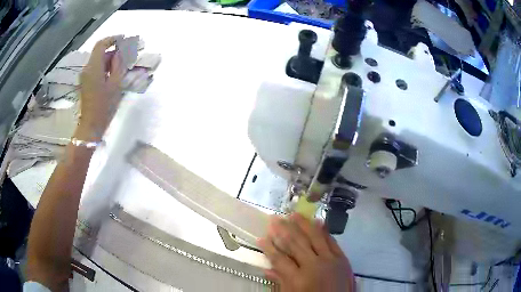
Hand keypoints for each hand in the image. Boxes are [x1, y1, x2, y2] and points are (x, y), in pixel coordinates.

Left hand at [77, 36, 124, 140]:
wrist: (91, 126)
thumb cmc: (104, 106)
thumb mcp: (115, 84)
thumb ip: (118, 65)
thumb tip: (121, 52)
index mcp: (93, 67)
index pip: (101, 44)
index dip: (112, 39)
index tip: (124, 39)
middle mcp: (87, 69)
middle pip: (100, 53)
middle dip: (114, 51)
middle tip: (128, 54)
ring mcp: (85, 76)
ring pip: (99, 61)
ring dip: (110, 60)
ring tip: (123, 65)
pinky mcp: (86, 83)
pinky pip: (96, 69)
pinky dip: (106, 68)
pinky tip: (114, 74)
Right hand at [258, 213, 354, 291]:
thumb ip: (280, 282)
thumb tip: (266, 269)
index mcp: (298, 279)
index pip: (279, 259)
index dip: (269, 248)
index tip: (260, 237)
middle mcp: (314, 266)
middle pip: (295, 244)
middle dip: (283, 230)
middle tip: (274, 218)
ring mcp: (330, 260)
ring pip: (314, 237)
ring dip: (302, 224)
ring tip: (292, 214)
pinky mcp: (342, 257)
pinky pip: (331, 240)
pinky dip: (324, 230)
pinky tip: (317, 221)